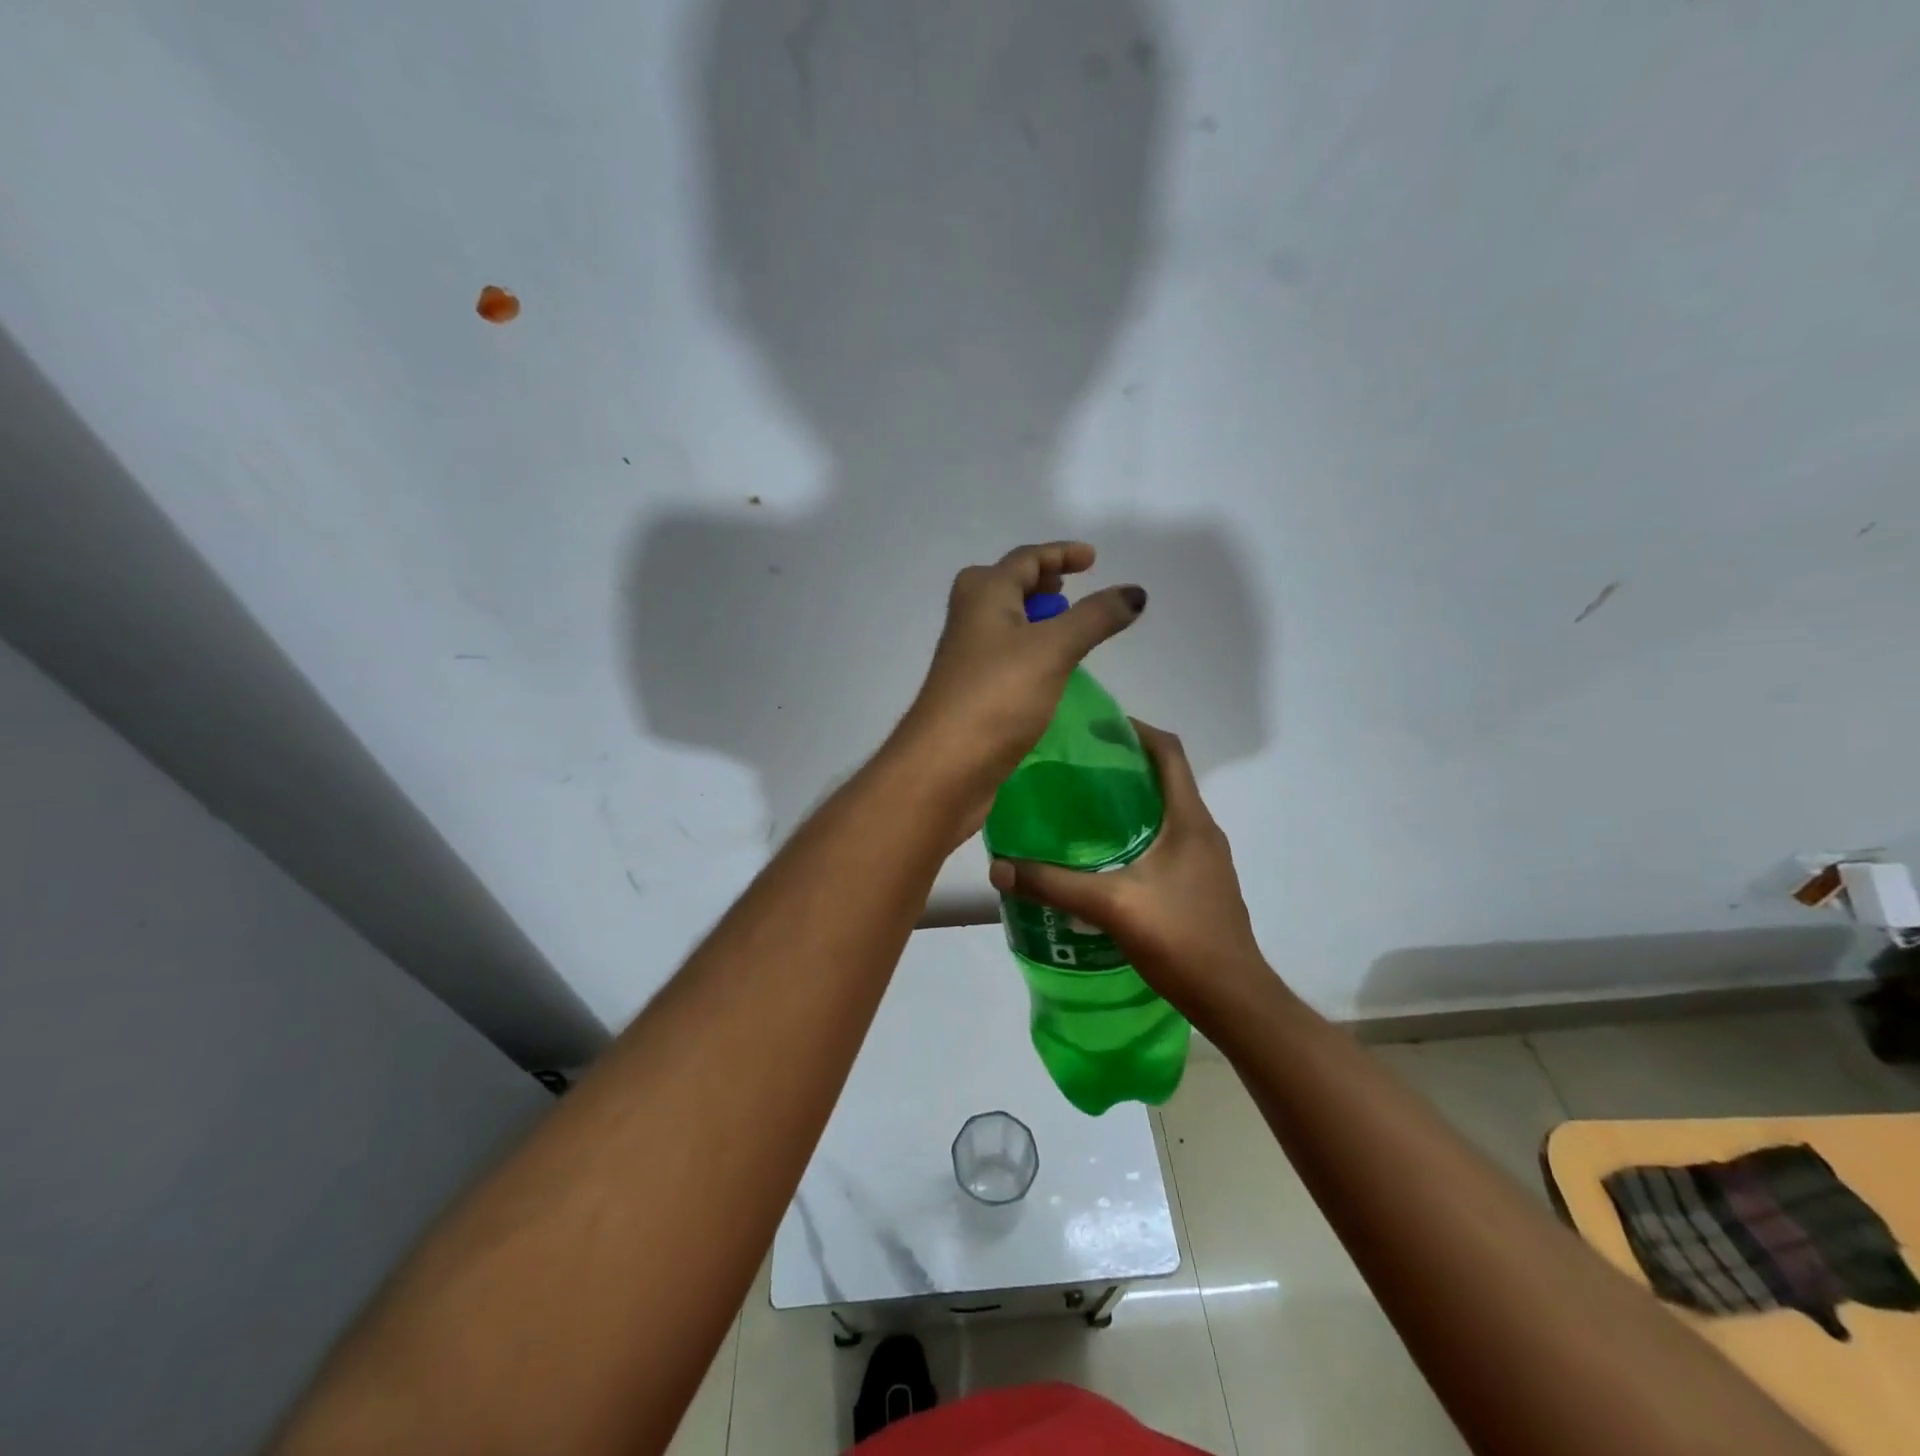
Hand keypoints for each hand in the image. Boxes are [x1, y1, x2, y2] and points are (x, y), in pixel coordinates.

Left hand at [893, 541, 1144, 837]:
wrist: (945, 765)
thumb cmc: (997, 695)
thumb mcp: (1053, 648)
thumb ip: (1095, 617)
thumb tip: (1135, 592)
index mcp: (983, 594)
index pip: (1025, 559)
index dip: (1060, 554)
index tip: (1093, 559)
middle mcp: (970, 618)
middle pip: (1006, 586)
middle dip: (1040, 583)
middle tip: (1071, 589)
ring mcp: (967, 656)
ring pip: (1005, 623)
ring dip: (1034, 618)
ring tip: (1067, 628)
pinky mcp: (972, 691)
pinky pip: (1006, 656)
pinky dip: (1029, 650)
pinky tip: (1049, 671)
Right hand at [986, 721, 1270, 1018]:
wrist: (1234, 999)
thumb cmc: (1181, 939)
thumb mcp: (1110, 906)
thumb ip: (1053, 884)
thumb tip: (998, 868)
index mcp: (1189, 820)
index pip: (1168, 751)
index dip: (1135, 729)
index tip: (1094, 727)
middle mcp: (1201, 830)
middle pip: (1165, 778)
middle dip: (1122, 765)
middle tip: (1074, 768)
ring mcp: (1205, 859)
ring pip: (1164, 812)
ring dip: (1129, 801)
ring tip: (1081, 809)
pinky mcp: (1200, 884)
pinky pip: (1166, 841)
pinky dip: (1136, 834)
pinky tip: (1103, 858)